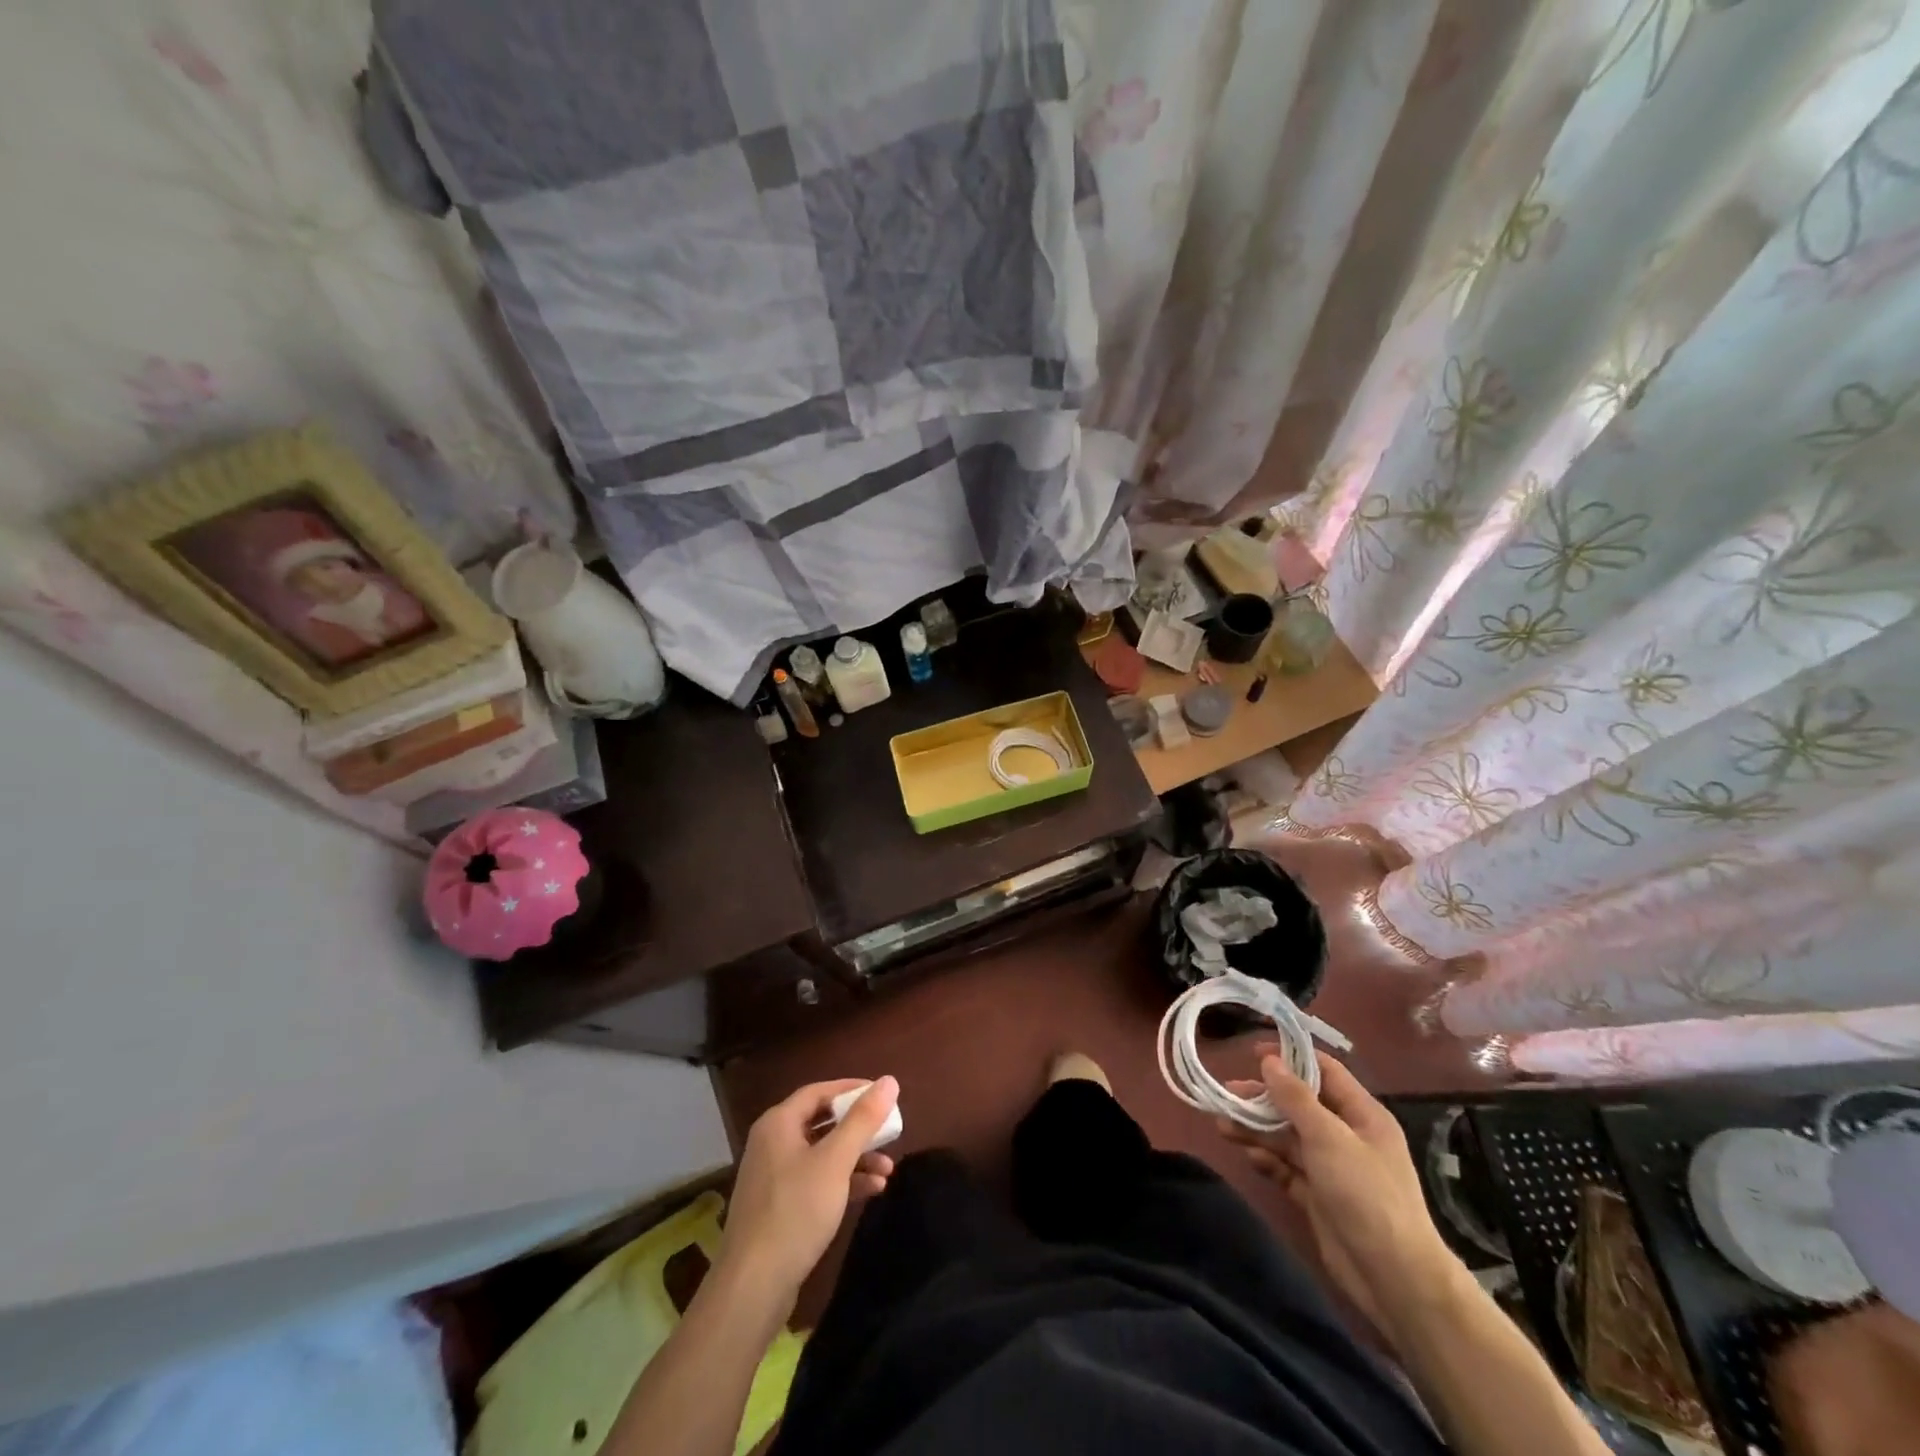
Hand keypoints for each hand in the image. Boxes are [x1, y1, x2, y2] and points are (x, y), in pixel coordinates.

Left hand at [720, 1077, 898, 1300]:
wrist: (754, 1286)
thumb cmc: (796, 1211)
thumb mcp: (835, 1161)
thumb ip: (863, 1119)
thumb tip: (889, 1080)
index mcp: (778, 1123)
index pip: (819, 1092)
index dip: (851, 1089)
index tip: (882, 1095)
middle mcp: (773, 1144)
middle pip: (822, 1123)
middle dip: (858, 1129)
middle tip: (889, 1132)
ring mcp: (775, 1178)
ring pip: (822, 1155)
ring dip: (855, 1158)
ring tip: (887, 1169)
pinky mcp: (780, 1208)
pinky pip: (816, 1181)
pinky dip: (843, 1181)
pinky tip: (872, 1191)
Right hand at [1220, 1051, 1456, 1332]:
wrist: (1394, 1279)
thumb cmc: (1366, 1195)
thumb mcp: (1329, 1137)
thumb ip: (1295, 1097)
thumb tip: (1269, 1061)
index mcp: (1361, 1114)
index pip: (1323, 1071)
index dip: (1289, 1058)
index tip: (1251, 1052)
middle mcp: (1346, 1136)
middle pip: (1298, 1105)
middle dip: (1262, 1099)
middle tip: (1226, 1095)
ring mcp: (1332, 1168)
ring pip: (1287, 1137)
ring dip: (1257, 1130)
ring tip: (1223, 1126)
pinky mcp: (1318, 1196)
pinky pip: (1287, 1169)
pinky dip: (1268, 1161)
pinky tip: (1249, 1157)